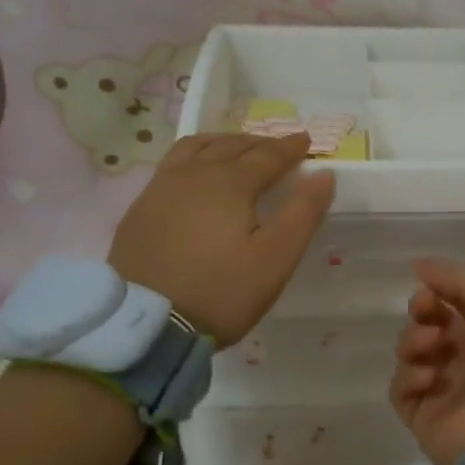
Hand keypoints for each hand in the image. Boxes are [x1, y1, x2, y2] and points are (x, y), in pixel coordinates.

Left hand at [108, 133, 334, 346]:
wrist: (144, 323)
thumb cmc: (221, 291)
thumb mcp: (276, 257)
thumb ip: (303, 212)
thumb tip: (324, 174)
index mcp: (229, 183)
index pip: (267, 155)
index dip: (289, 148)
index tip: (306, 140)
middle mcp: (193, 175)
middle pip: (230, 146)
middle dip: (258, 143)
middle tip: (277, 147)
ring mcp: (160, 189)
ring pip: (195, 149)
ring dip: (222, 144)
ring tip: (236, 150)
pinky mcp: (139, 210)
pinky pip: (171, 166)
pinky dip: (193, 159)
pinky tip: (194, 176)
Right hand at [390, 259, 464, 464]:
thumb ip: (460, 280)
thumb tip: (420, 266)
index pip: (457, 303)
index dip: (440, 289)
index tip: (425, 284)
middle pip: (430, 324)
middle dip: (422, 312)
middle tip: (423, 311)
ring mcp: (445, 389)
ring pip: (411, 352)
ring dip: (415, 341)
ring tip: (431, 348)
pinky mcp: (423, 417)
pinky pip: (401, 388)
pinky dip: (409, 377)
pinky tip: (427, 380)